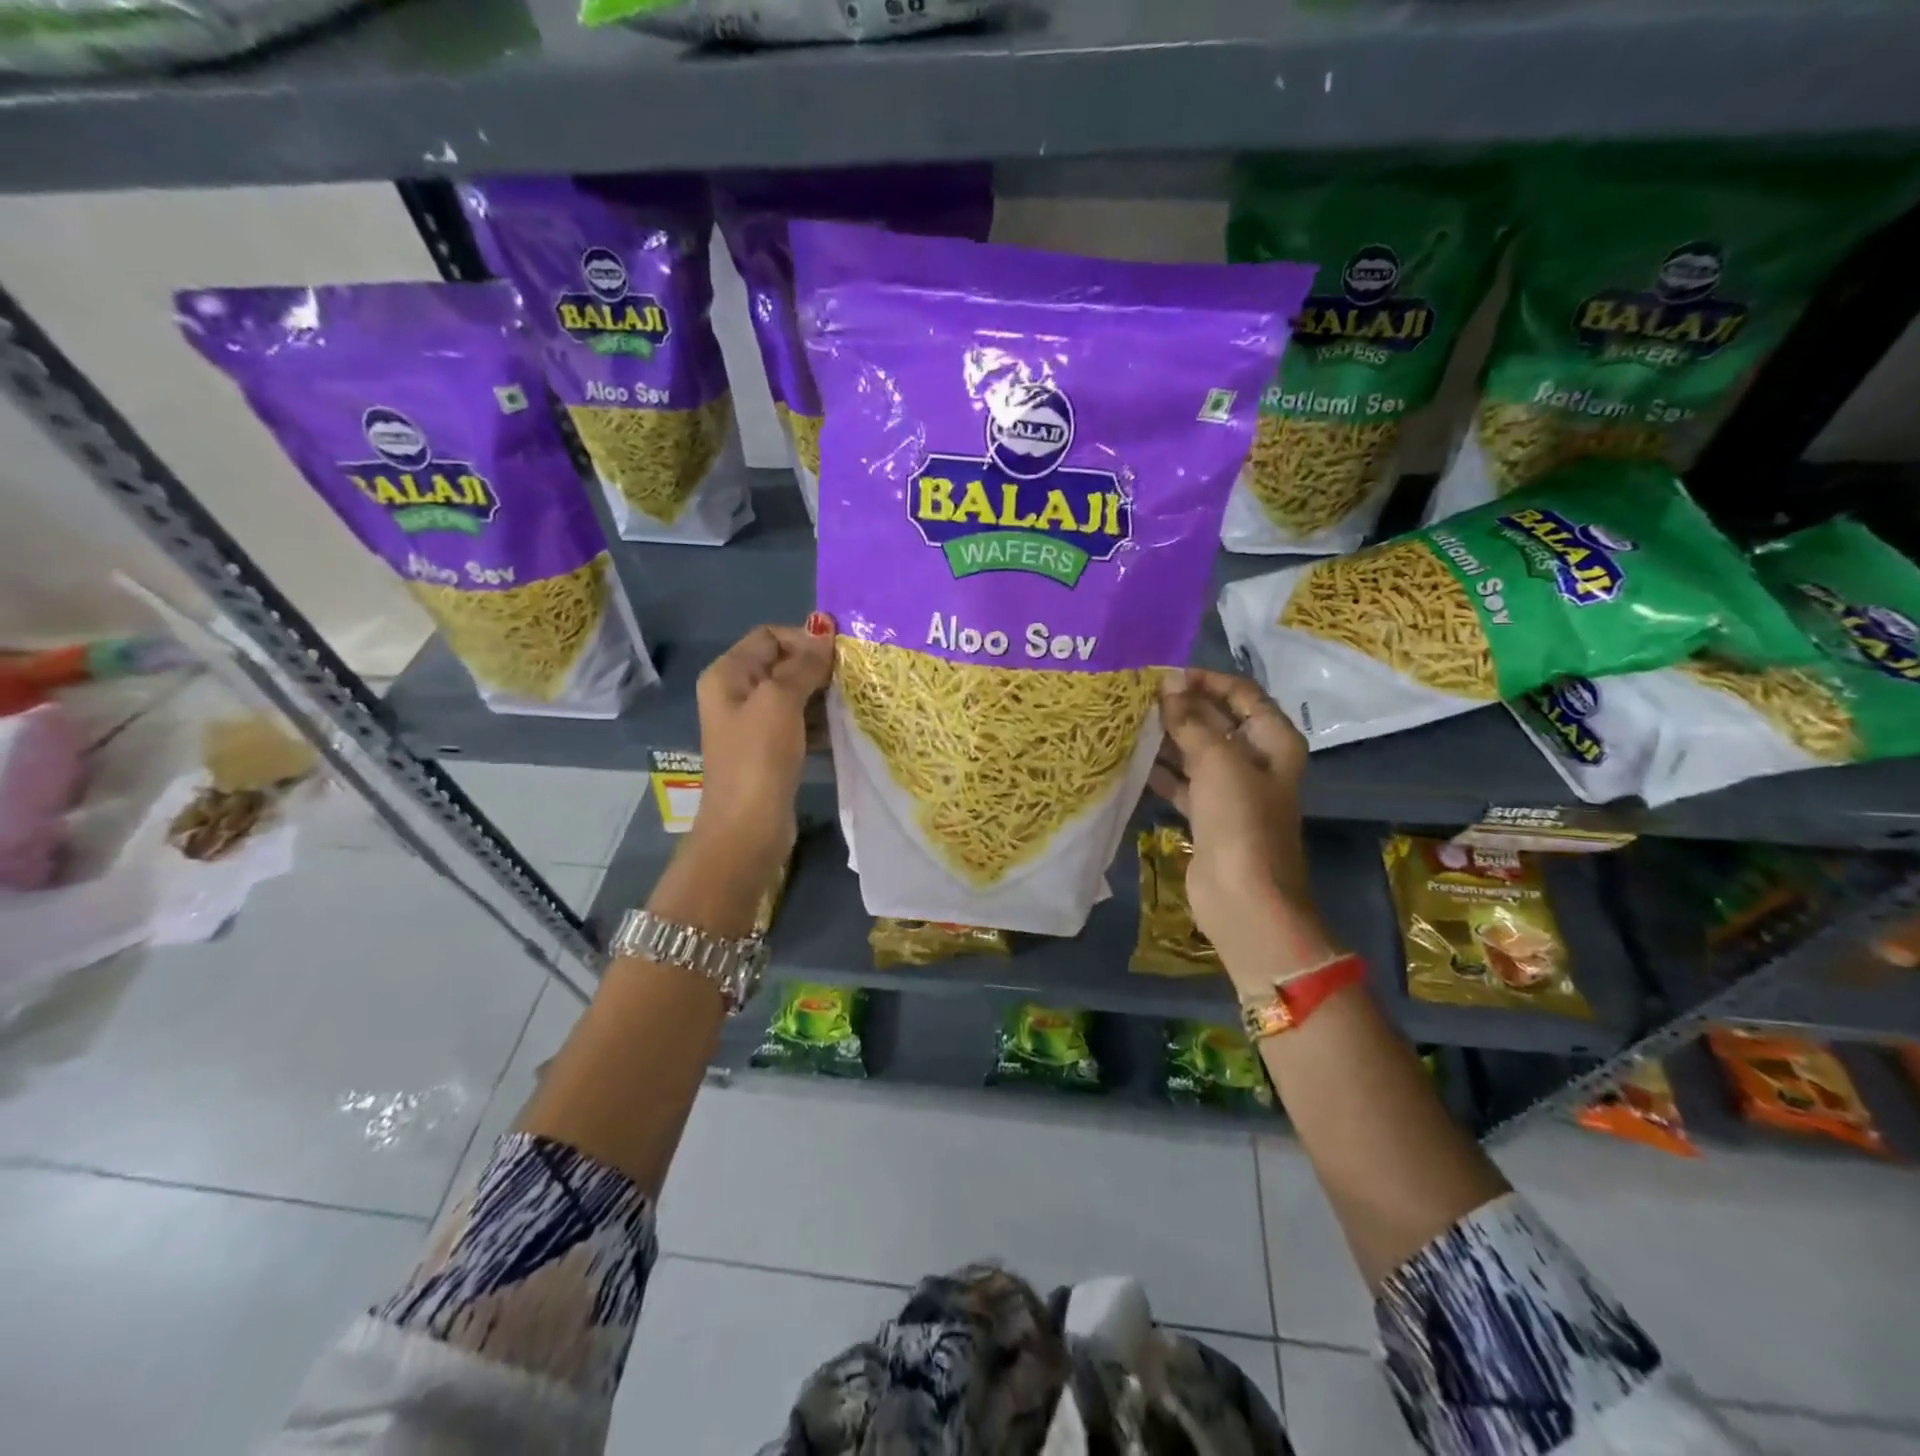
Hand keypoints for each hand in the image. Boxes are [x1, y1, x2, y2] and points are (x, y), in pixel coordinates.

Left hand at [690, 615, 834, 880]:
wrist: (748, 827)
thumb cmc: (759, 757)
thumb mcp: (780, 701)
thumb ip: (802, 664)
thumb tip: (823, 627)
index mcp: (728, 675)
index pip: (770, 636)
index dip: (804, 639)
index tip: (840, 655)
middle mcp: (737, 693)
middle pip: (783, 663)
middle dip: (817, 666)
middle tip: (854, 676)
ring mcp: (754, 724)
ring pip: (795, 694)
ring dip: (823, 694)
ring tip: (855, 699)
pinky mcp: (771, 750)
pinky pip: (800, 722)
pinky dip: (821, 720)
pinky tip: (845, 725)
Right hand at [1149, 668, 1333, 981]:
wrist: (1244, 898)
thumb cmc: (1240, 820)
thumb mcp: (1217, 761)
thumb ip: (1190, 721)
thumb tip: (1169, 683)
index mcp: (1273, 740)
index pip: (1241, 693)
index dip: (1205, 680)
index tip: (1163, 674)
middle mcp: (1255, 759)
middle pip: (1216, 721)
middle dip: (1180, 707)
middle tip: (1136, 696)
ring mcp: (1230, 789)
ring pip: (1195, 751)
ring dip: (1166, 738)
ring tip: (1127, 721)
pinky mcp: (1207, 814)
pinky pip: (1182, 782)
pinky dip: (1161, 772)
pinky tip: (1130, 760)